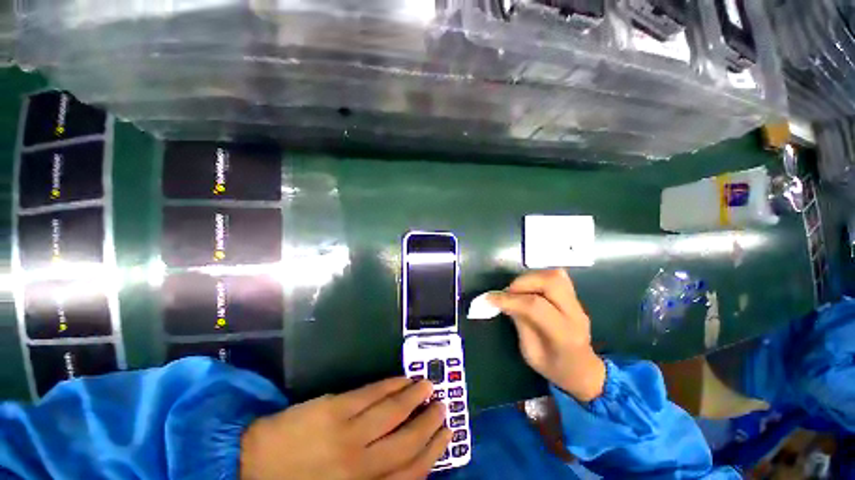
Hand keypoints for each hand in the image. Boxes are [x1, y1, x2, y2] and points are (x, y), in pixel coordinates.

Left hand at [240, 378, 451, 479]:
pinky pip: (372, 393)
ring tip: (429, 385)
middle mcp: (362, 465)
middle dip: (430, 423)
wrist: (248, 465)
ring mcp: (349, 433)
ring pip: (393, 412)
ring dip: (415, 397)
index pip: (411, 473)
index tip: (447, 434)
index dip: (434, 451)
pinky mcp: (336, 408)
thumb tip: (404, 469)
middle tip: (443, 406)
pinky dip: (391, 385)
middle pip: (408, 441)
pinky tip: (402, 378)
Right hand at [488, 269, 605, 401]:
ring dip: (530, 278)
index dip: (509, 300)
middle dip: (523, 282)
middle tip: (508, 293)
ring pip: (555, 275)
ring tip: (517, 290)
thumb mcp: (530, 353)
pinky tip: (529, 289)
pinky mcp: (575, 297)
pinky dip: (538, 278)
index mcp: (564, 335)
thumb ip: (520, 323)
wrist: (583, 370)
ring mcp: (578, 303)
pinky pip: (556, 277)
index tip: (490, 299)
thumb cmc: (554, 368)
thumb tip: (504, 301)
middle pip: (551, 282)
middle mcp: (575, 314)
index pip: (535, 306)